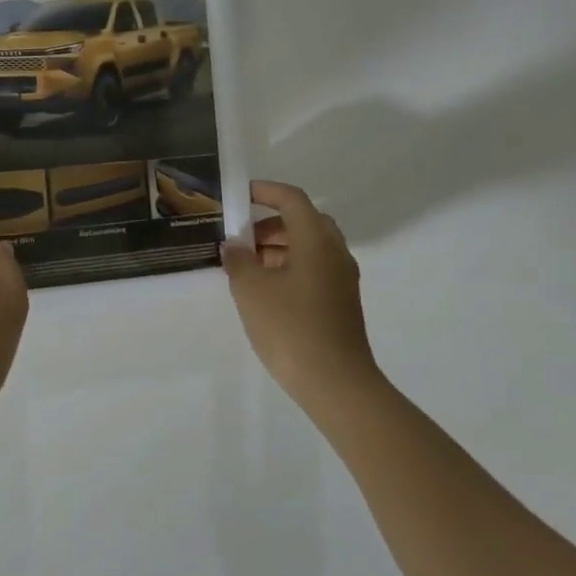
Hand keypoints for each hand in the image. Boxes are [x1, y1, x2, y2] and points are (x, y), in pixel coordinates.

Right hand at [223, 181, 380, 401]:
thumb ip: (238, 260)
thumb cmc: (290, 327)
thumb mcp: (251, 289)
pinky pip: (313, 269)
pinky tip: (265, 290)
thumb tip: (234, 246)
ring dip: (278, 247)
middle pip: (303, 221)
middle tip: (241, 237)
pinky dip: (288, 267)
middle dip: (270, 223)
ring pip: (309, 247)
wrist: (335, 383)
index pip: (292, 200)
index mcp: (316, 241)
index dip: (265, 191)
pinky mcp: (340, 302)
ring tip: (246, 266)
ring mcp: (341, 279)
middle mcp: (334, 253)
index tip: (239, 195)